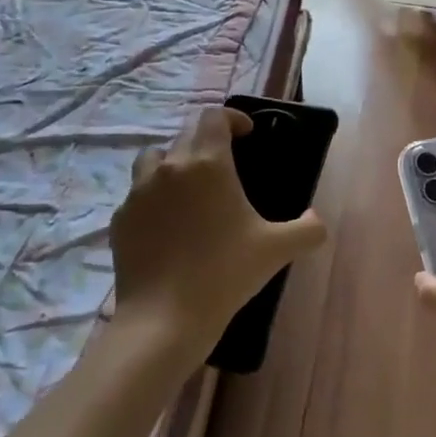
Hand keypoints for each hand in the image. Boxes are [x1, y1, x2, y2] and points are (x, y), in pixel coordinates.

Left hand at [109, 106, 324, 353]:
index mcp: (208, 163)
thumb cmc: (225, 273)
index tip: (246, 135)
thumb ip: (308, 229)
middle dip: (206, 141)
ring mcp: (138, 193)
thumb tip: (315, 219)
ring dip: (173, 164)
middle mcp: (170, 167)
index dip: (232, 119)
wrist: (164, 319)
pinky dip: (152, 199)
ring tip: (189, 189)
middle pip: (185, 134)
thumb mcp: (277, 249)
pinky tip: (166, 226)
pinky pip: (136, 195)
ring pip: (153, 159)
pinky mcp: (120, 220)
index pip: (214, 117)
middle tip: (225, 167)